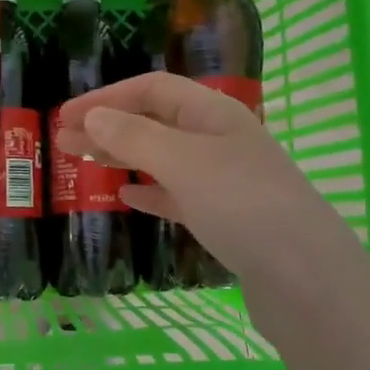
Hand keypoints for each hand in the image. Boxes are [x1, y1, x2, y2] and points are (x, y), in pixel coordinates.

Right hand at [53, 71, 355, 289]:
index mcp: (215, 113)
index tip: (64, 116)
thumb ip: (135, 137)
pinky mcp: (227, 219)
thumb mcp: (182, 162)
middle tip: (62, 141)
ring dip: (124, 157)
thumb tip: (93, 115)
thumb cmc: (242, 205)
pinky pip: (179, 195)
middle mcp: (221, 139)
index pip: (153, 89)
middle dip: (109, 127)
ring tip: (86, 163)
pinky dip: (151, 192)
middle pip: (156, 122)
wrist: (306, 279)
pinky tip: (128, 198)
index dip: (107, 97)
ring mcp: (226, 180)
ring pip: (164, 159)